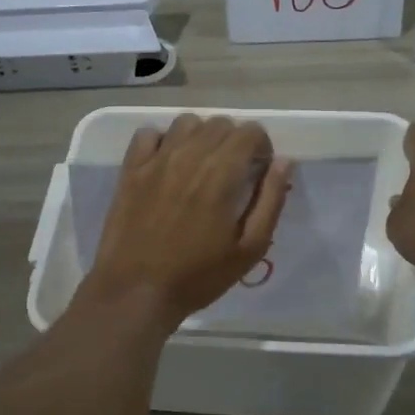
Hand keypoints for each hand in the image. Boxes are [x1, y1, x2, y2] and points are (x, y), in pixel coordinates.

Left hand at [82, 115, 291, 326]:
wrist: (136, 292)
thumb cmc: (198, 275)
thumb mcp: (250, 248)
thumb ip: (270, 200)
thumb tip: (283, 162)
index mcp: (222, 172)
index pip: (249, 131)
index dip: (260, 146)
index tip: (258, 170)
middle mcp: (189, 155)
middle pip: (220, 123)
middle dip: (234, 141)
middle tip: (233, 172)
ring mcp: (155, 159)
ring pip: (186, 123)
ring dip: (200, 136)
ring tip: (201, 165)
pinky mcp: (130, 169)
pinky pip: (148, 134)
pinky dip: (162, 141)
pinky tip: (166, 163)